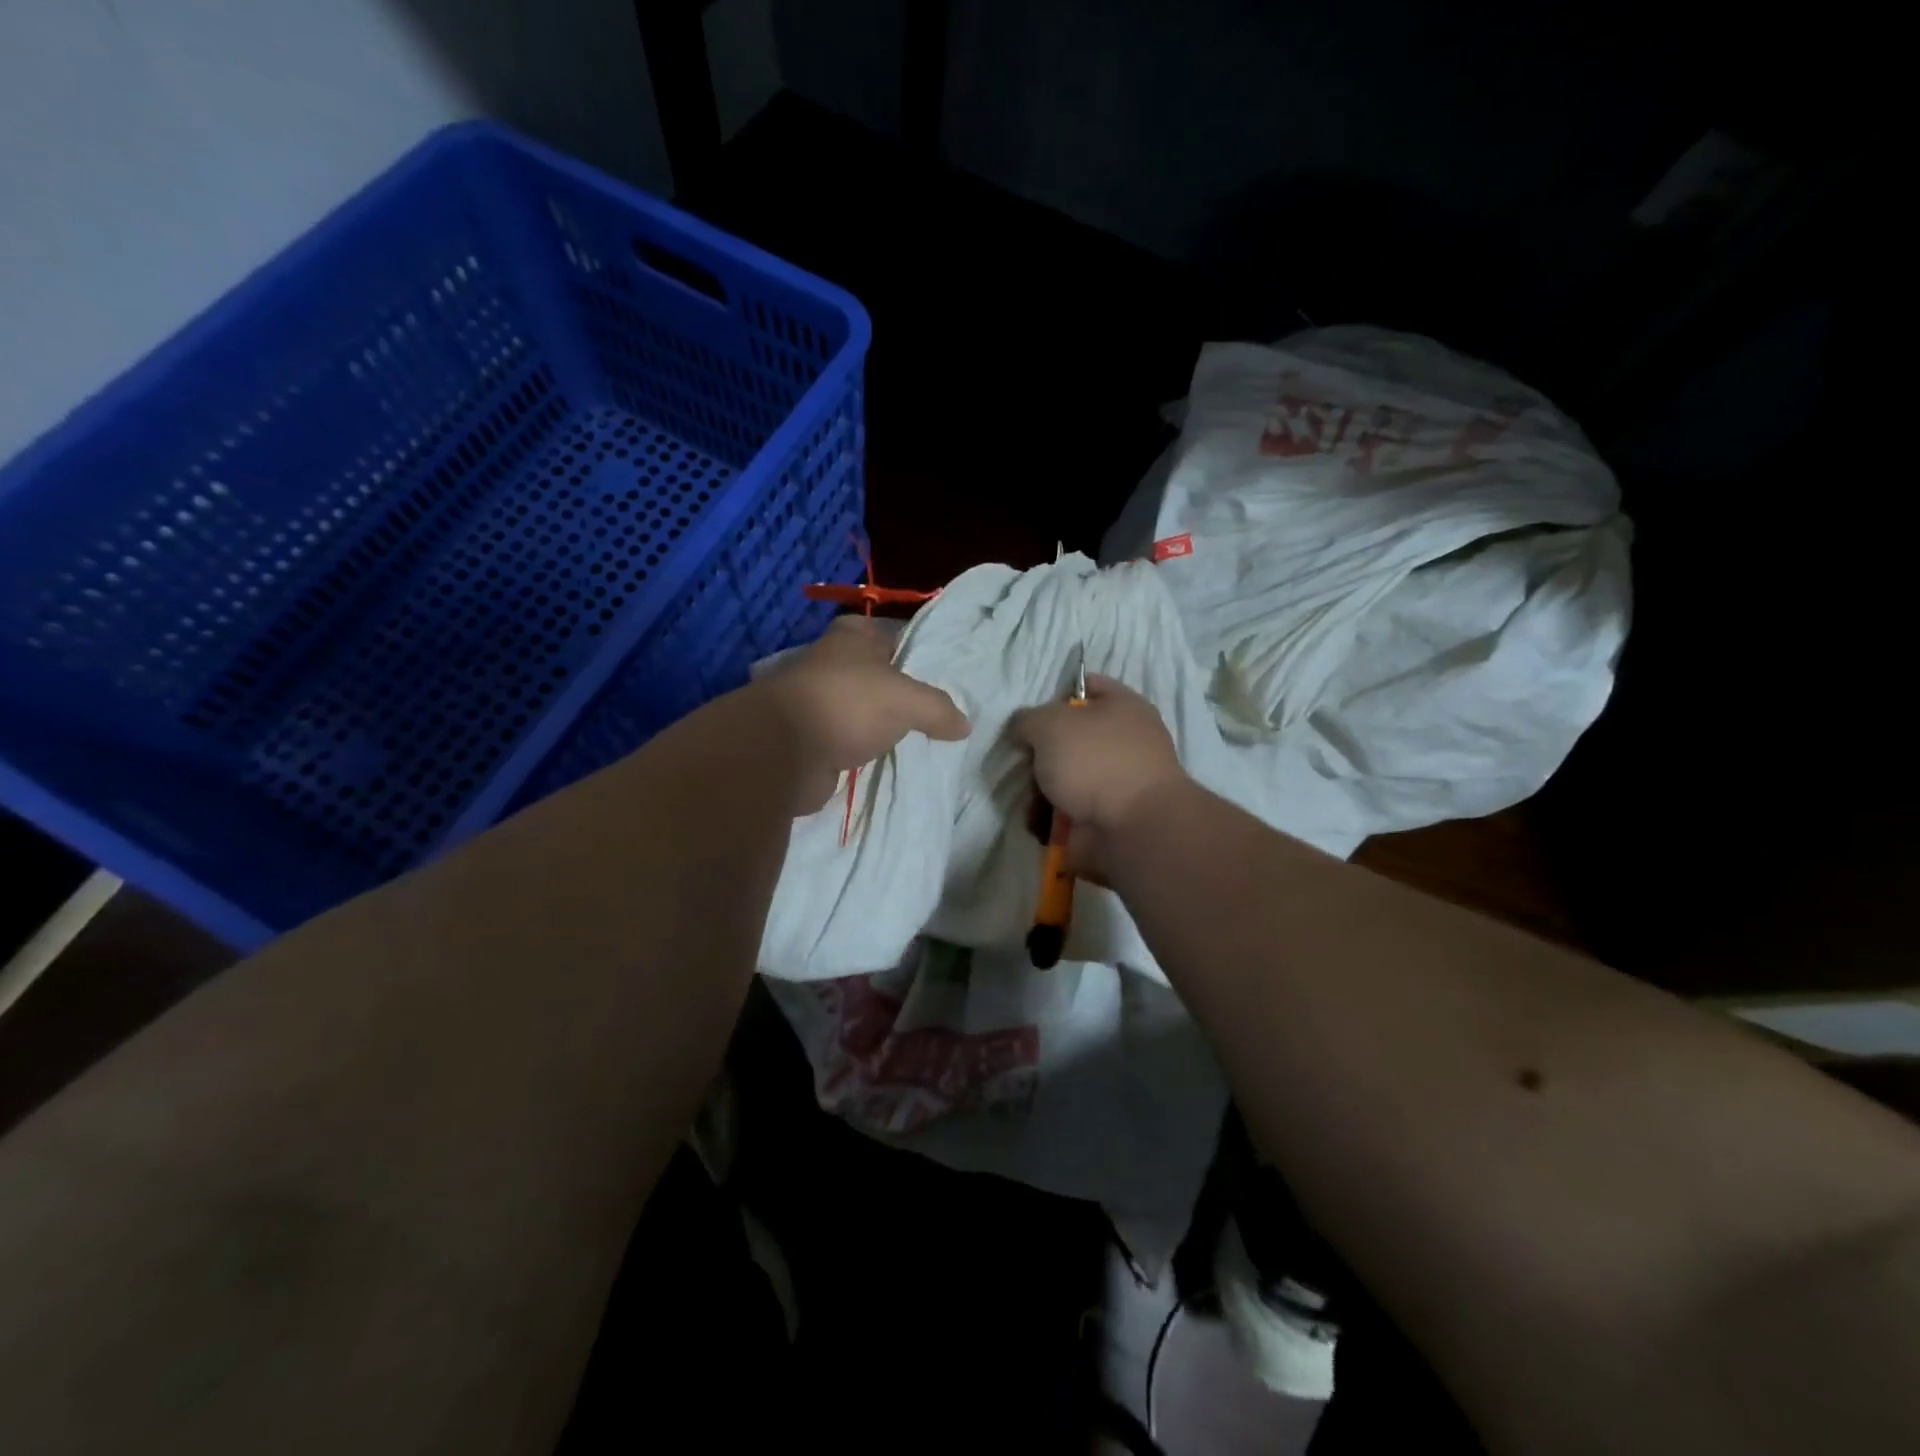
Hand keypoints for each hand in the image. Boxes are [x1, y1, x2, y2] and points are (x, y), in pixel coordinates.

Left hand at [753, 615, 970, 812]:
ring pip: (858, 709)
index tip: (933, 668)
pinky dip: (861, 750)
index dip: (908, 646)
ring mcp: (816, 703)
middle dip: (896, 689)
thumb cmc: (847, 703)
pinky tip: (885, 761)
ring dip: (878, 723)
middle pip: (872, 673)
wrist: (785, 751)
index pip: (884, 632)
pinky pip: (845, 741)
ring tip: (915, 738)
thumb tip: (965, 725)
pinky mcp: (809, 739)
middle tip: (933, 709)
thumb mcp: (907, 699)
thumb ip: (939, 709)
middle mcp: (830, 664)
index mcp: (850, 638)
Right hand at [1010, 675, 1189, 876]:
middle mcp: (1125, 740)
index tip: (1032, 716)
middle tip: (1026, 762)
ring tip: (1030, 798)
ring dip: (1042, 788)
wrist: (1133, 828)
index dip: (1056, 695)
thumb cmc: (1095, 761)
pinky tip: (1039, 822)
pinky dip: (1051, 817)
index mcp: (1123, 706)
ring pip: (1066, 776)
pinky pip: (1070, 810)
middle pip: (1071, 737)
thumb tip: (1024, 730)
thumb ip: (1028, 719)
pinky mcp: (1108, 816)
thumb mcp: (1050, 724)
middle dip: (1042, 752)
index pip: (1087, 685)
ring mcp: (1118, 781)